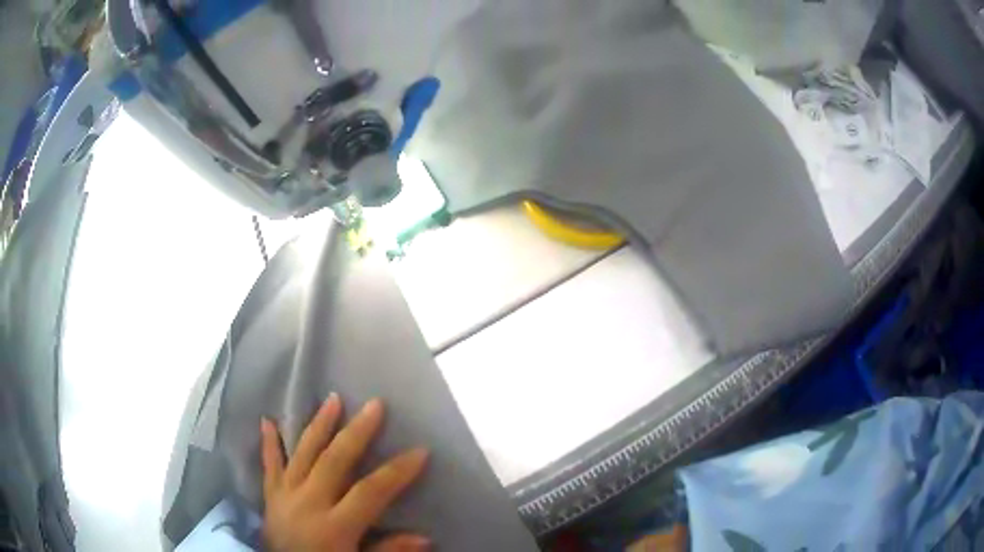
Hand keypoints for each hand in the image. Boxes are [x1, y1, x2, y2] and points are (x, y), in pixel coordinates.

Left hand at [260, 395, 429, 551]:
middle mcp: (308, 503)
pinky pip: (270, 465)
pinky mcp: (270, 495)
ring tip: (332, 399)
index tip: (420, 451)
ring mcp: (285, 495)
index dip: (396, 472)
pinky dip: (269, 443)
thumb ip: (388, 551)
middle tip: (375, 405)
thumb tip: (425, 537)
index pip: (370, 492)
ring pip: (303, 453)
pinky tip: (267, 420)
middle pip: (334, 461)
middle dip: (357, 432)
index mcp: (334, 526)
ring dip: (319, 425)